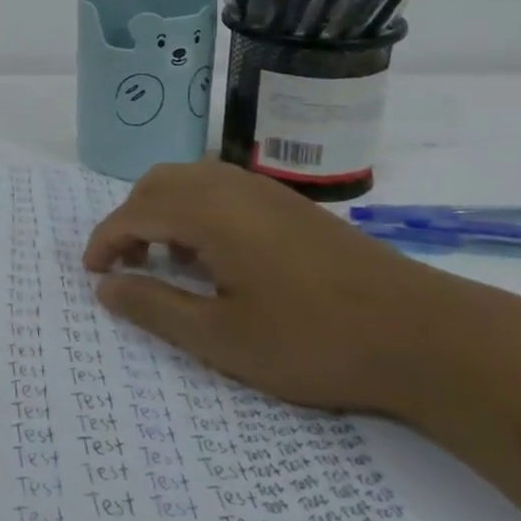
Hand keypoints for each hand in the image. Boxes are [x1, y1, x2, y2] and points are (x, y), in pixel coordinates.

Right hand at [82, 161, 483, 414]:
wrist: (427, 335)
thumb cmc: (314, 340)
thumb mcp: (222, 337)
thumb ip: (155, 307)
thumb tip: (105, 287)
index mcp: (208, 211)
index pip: (134, 212)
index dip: (105, 240)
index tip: (93, 273)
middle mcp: (231, 187)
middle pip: (158, 184)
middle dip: (130, 220)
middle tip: (127, 265)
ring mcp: (265, 192)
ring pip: (191, 181)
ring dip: (163, 212)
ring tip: (166, 260)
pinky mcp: (291, 205)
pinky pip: (221, 189)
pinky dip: (195, 211)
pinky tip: (215, 256)